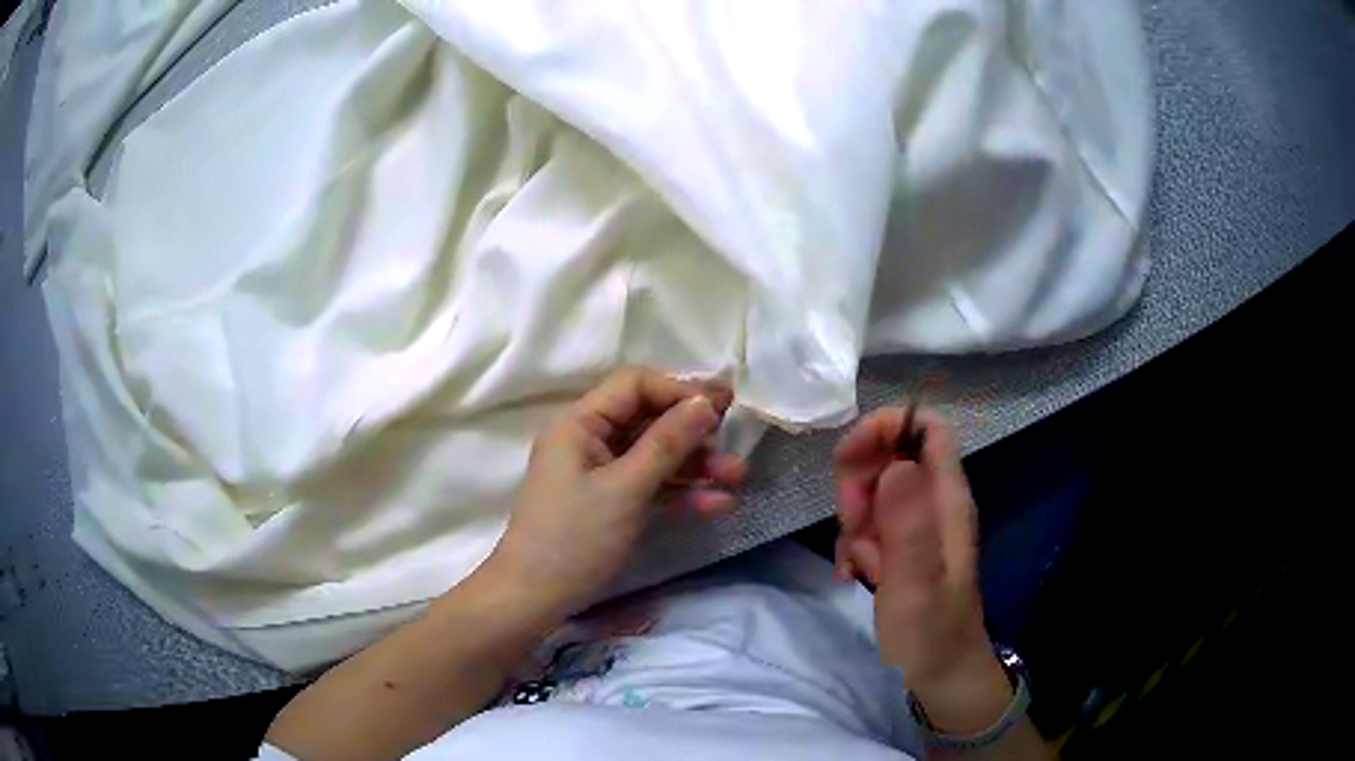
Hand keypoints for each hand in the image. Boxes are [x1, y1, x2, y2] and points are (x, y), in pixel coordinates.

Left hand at [483, 367, 746, 621]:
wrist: (535, 598)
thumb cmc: (575, 538)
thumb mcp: (625, 489)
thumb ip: (667, 443)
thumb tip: (705, 401)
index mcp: (579, 424)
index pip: (633, 386)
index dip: (677, 391)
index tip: (720, 408)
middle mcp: (588, 441)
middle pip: (647, 420)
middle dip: (693, 432)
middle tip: (734, 443)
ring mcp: (599, 474)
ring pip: (654, 455)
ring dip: (695, 464)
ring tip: (737, 477)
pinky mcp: (609, 503)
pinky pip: (650, 485)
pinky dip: (680, 491)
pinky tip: (716, 503)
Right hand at [833, 408, 999, 701]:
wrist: (941, 674)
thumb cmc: (930, 633)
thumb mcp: (915, 585)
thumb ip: (908, 526)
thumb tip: (896, 463)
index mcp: (948, 501)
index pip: (927, 428)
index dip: (887, 428)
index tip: (848, 458)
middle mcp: (935, 503)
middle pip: (891, 456)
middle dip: (859, 484)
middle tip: (853, 528)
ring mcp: (918, 525)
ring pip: (875, 492)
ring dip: (853, 521)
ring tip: (860, 564)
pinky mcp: (902, 546)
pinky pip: (869, 524)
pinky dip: (855, 544)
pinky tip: (855, 575)